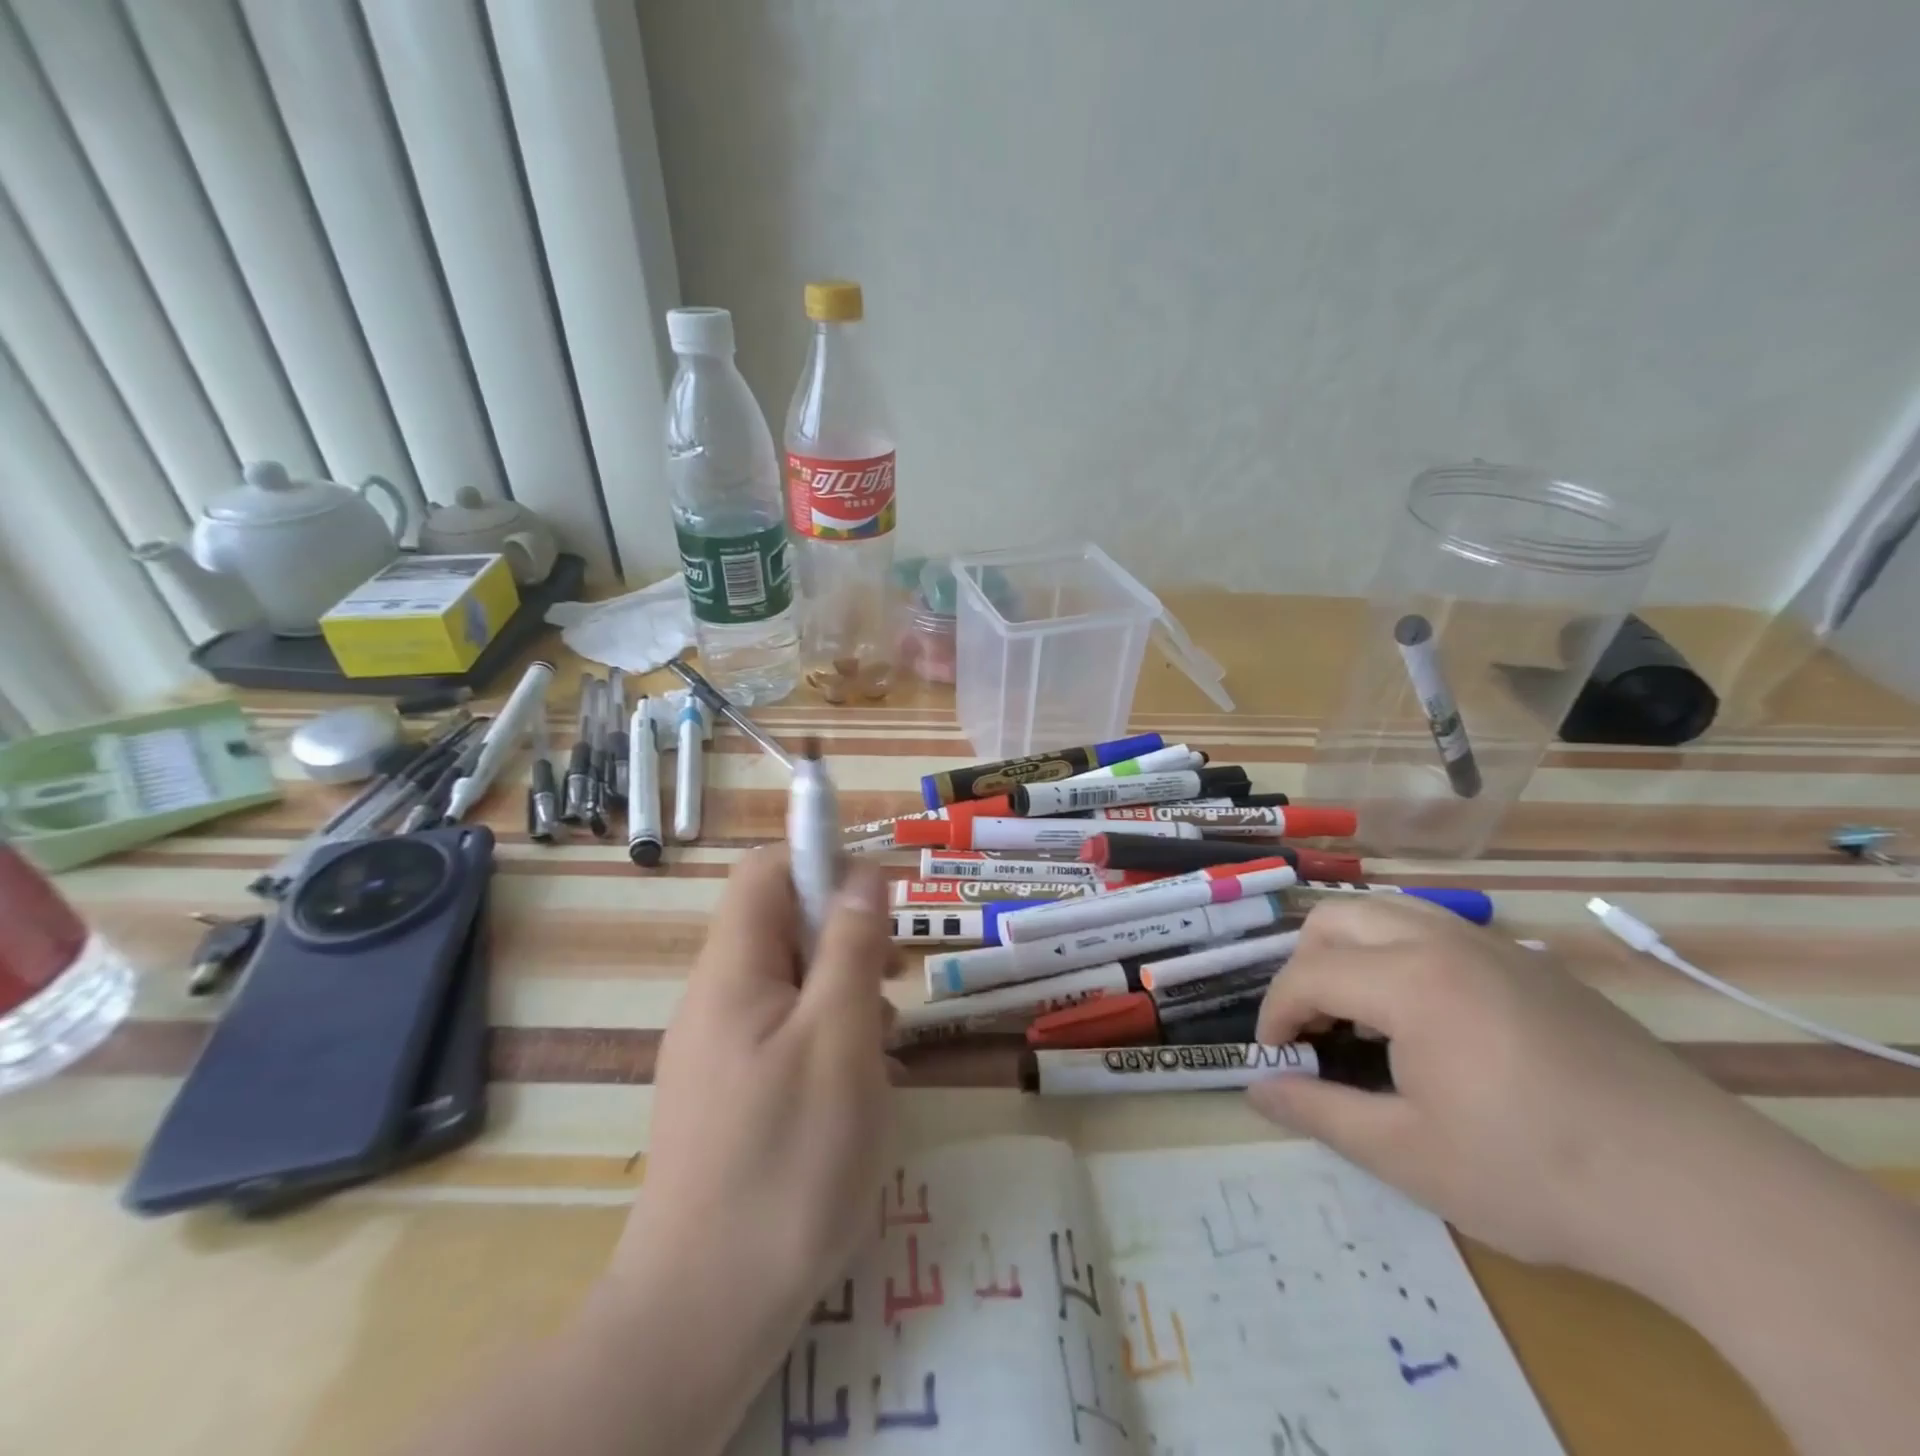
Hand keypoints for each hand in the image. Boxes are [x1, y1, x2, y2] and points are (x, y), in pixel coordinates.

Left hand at [612, 847, 898, 1332]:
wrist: (704, 1311)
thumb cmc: (788, 1160)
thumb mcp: (840, 1039)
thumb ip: (851, 946)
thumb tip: (862, 870)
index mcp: (733, 970)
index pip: (767, 871)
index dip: (823, 862)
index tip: (878, 903)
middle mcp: (715, 997)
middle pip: (780, 923)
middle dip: (844, 934)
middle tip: (895, 977)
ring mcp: (716, 1047)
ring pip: (788, 979)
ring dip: (843, 987)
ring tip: (887, 1038)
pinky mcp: (727, 1090)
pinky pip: (782, 1030)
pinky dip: (827, 1033)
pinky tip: (859, 1081)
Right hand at [1250, 895, 1763, 1279]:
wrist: (1706, 1196)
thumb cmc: (1537, 1175)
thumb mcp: (1409, 1156)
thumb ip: (1320, 1112)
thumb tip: (1256, 1089)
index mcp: (1408, 980)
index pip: (1307, 974)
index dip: (1275, 1013)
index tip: (1275, 1059)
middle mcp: (1443, 941)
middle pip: (1337, 919)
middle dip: (1305, 968)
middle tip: (1314, 1029)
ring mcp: (1496, 947)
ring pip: (1389, 912)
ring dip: (1353, 952)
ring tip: (1363, 1017)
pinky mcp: (1536, 967)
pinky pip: (1442, 932)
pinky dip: (1403, 956)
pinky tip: (1431, 1022)